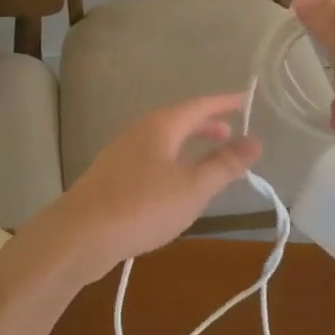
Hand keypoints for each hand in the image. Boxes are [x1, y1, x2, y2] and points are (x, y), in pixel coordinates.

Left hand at [21, 94, 261, 286]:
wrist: (79, 235)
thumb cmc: (142, 206)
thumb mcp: (193, 188)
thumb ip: (224, 165)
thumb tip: (255, 140)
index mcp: (161, 125)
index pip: (199, 105)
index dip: (225, 102)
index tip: (246, 100)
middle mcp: (139, 131)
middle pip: (178, 119)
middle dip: (205, 124)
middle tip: (229, 132)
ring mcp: (121, 153)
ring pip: (163, 139)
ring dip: (187, 143)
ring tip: (206, 158)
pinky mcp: (111, 177)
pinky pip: (150, 157)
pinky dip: (171, 160)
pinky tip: (174, 184)